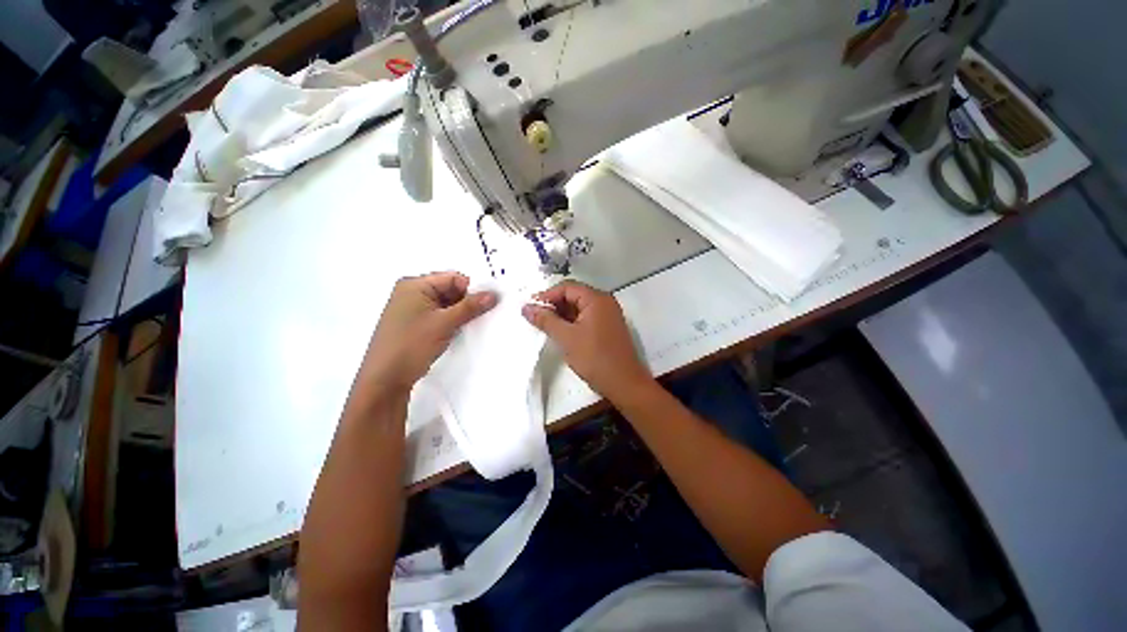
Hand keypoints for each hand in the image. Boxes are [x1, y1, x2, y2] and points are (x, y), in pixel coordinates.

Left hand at [361, 272, 496, 392]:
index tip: (488, 303)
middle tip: (487, 314)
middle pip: (450, 290)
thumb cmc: (412, 344)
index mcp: (414, 285)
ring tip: (476, 324)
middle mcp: (412, 292)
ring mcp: (412, 310)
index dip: (472, 289)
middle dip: (468, 301)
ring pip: (446, 305)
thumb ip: (470, 307)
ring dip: (461, 313)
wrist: (385, 380)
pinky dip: (452, 321)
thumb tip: (494, 294)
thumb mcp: (444, 323)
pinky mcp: (415, 325)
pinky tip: (462, 331)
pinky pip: (439, 316)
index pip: (453, 278)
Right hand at [522, 281, 651, 399]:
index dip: (547, 295)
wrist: (624, 384)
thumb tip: (527, 307)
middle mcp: (605, 302)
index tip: (530, 307)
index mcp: (597, 299)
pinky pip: (587, 318)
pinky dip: (572, 322)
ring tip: (545, 325)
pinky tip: (561, 332)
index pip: (567, 287)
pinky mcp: (608, 328)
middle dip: (554, 305)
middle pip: (574, 295)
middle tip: (536, 317)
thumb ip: (546, 320)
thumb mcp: (566, 338)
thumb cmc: (595, 358)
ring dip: (562, 314)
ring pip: (580, 308)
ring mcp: (608, 315)